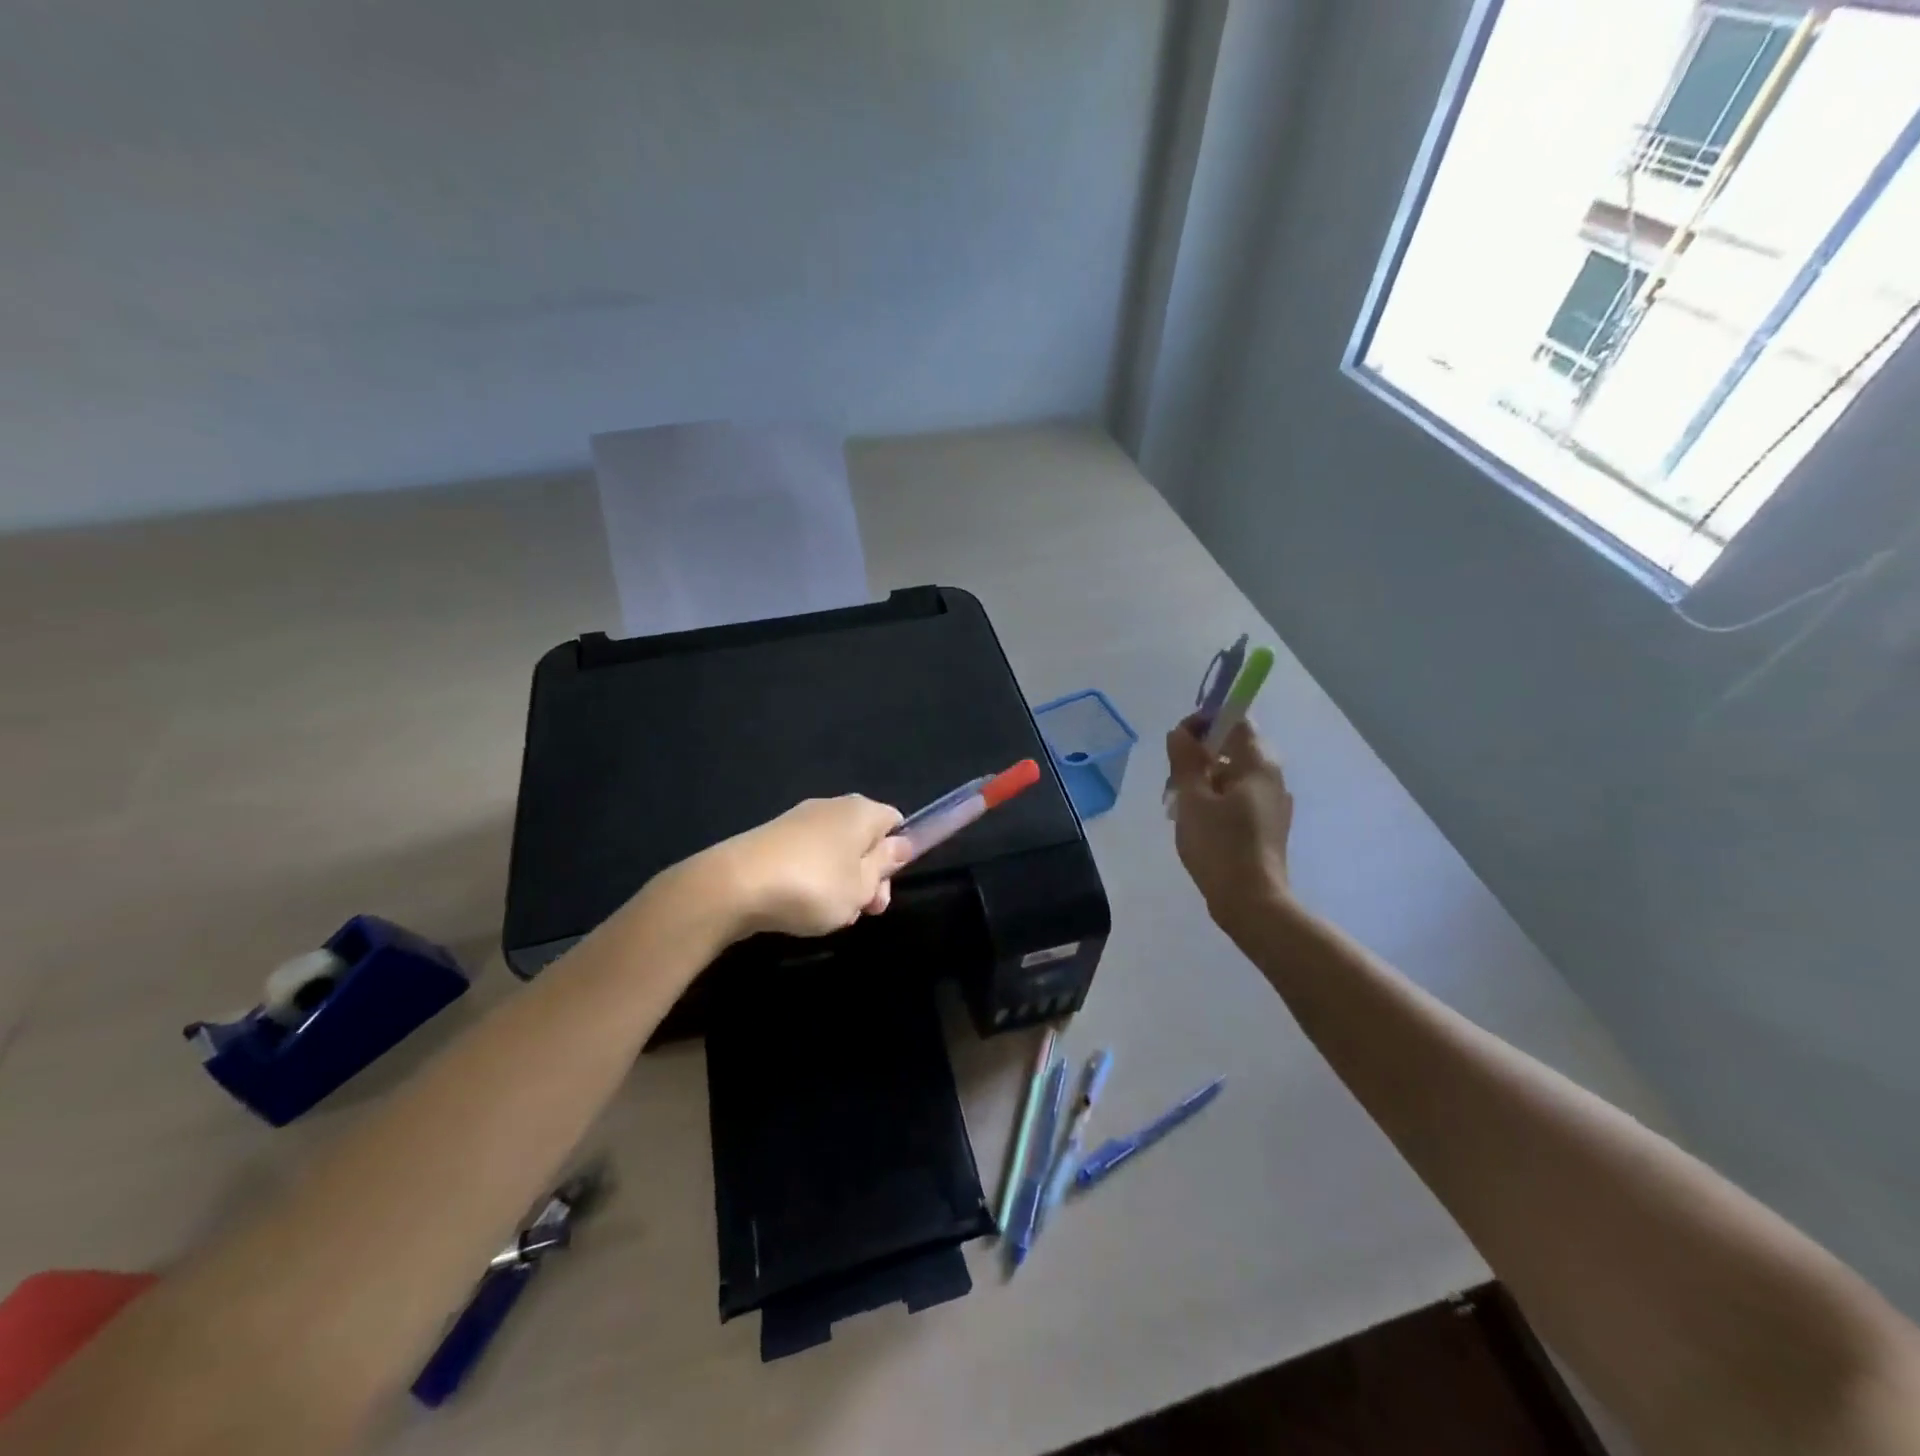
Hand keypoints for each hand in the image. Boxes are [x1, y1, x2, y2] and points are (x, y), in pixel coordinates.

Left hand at [704, 795, 913, 938]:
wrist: (733, 886)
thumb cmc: (813, 886)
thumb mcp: (861, 886)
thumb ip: (884, 865)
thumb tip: (900, 844)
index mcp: (861, 811)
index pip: (895, 822)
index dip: (897, 855)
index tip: (885, 888)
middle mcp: (832, 806)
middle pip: (864, 839)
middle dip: (868, 876)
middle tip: (862, 911)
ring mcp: (799, 820)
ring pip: (835, 852)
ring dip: (840, 883)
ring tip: (828, 915)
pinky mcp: (772, 838)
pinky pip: (807, 857)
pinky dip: (811, 880)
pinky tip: (800, 907)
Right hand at [1165, 717, 1296, 928]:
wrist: (1252, 902)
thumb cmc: (1220, 845)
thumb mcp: (1193, 799)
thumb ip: (1186, 761)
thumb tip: (1180, 733)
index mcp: (1259, 764)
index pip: (1236, 720)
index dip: (1205, 721)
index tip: (1178, 740)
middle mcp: (1272, 778)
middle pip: (1233, 748)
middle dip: (1199, 756)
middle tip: (1172, 779)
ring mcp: (1272, 803)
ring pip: (1233, 775)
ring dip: (1203, 780)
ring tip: (1177, 806)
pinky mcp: (1267, 826)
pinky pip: (1238, 798)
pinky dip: (1215, 800)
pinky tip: (1195, 822)